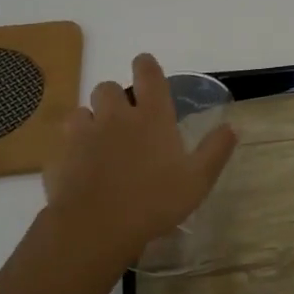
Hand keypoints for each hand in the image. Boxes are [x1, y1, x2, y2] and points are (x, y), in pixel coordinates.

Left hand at [42, 53, 238, 272]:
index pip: (148, 74)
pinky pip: (64, 141)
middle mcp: (116, 116)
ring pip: (82, 111)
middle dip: (114, 97)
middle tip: (124, 117)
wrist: (94, 228)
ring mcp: (84, 135)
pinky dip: (72, 147)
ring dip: (91, 119)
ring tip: (99, 140)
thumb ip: (216, 150)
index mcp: (152, 116)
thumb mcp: (197, 180)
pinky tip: (80, 165)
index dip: (145, 65)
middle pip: (108, 88)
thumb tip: (232, 126)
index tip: (144, 65)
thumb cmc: (154, 201)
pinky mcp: (60, 156)